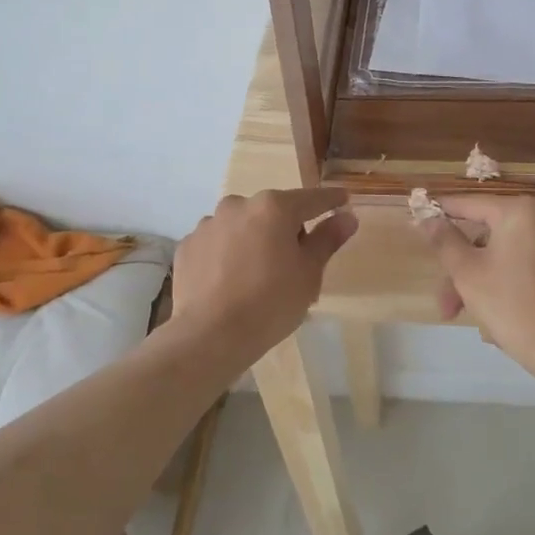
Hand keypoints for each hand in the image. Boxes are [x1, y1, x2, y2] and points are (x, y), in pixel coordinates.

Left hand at [173, 188, 356, 357]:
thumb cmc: (271, 302)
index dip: (331, 201)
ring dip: (253, 239)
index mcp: (274, 207)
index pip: (312, 199)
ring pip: (242, 226)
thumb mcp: (309, 273)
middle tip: (295, 260)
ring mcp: (208, 224)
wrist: (210, 335)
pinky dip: (227, 254)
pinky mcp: (188, 246)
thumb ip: (328, 239)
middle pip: (273, 211)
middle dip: (286, 228)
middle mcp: (238, 205)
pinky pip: (217, 243)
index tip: (343, 200)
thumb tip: (347, 217)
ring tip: (257, 274)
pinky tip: (230, 281)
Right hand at [418, 195, 534, 374]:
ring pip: (505, 254)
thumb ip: (445, 241)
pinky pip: (526, 265)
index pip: (470, 204)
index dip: (442, 214)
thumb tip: (428, 218)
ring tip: (462, 315)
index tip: (418, 219)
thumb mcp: (468, 272)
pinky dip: (505, 281)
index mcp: (521, 211)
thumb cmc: (513, 304)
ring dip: (479, 280)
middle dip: (461, 269)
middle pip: (487, 236)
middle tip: (445, 302)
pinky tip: (491, 312)